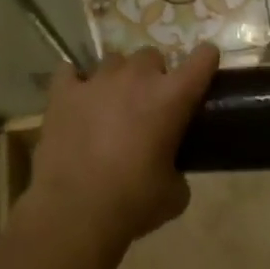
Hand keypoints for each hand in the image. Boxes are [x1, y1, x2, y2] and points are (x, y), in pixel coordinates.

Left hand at [26, 43, 220, 255]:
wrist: (76, 213)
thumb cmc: (134, 203)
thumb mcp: (174, 194)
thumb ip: (179, 170)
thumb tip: (171, 171)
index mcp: (172, 97)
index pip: (202, 59)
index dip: (206, 61)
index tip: (204, 70)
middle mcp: (137, 78)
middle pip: (151, 56)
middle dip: (153, 75)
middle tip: (148, 104)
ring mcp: (97, 81)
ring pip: (113, 61)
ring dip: (118, 78)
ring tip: (111, 103)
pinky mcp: (63, 93)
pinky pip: (69, 71)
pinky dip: (75, 80)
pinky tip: (77, 97)